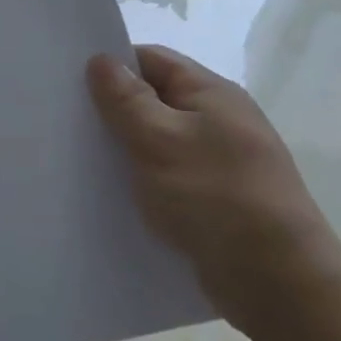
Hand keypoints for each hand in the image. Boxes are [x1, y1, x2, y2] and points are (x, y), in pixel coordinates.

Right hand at [88, 45, 340, 333]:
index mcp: (211, 94)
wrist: (276, 280)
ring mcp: (218, 161)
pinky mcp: (213, 198)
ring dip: (124, 147)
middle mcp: (218, 120)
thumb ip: (126, 99)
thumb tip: (101, 60)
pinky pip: (166, 175)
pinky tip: (111, 193)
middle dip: (112, 108)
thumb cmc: (215, 196)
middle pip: (153, 99)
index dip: (111, 64)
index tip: (68, 80)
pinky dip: (140, 179)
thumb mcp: (160, 139)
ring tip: (77, 157)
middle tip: (65, 120)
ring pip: (157, 140)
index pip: (152, 60)